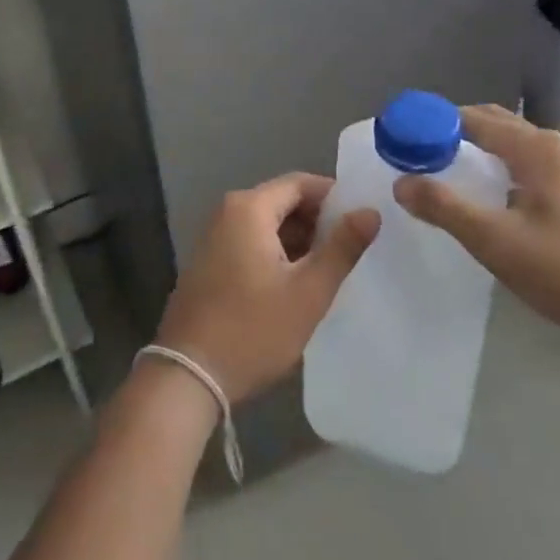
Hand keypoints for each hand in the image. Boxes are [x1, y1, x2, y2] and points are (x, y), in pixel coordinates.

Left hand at [154, 173, 380, 402]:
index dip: (334, 197)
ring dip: (299, 240)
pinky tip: (298, 283)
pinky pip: (251, 242)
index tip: (362, 220)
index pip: (300, 183)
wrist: (189, 376)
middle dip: (318, 221)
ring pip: (268, 224)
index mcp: (249, 208)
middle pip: (283, 201)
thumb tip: (370, 211)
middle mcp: (227, 212)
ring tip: (332, 269)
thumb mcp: (308, 292)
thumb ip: (342, 248)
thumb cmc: (253, 330)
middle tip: (352, 249)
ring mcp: (214, 238)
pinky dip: (277, 253)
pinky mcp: (210, 262)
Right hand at [394, 105, 559, 347]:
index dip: (430, 124)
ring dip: (468, 149)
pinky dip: (489, 165)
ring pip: (504, 143)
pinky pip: (517, 162)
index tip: (397, 139)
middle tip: (410, 155)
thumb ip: (445, 207)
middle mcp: (549, 146)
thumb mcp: (495, 240)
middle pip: (488, 123)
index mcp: (534, 147)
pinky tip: (475, 193)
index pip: (470, 118)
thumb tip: (400, 183)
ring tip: (434, 171)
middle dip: (447, 132)